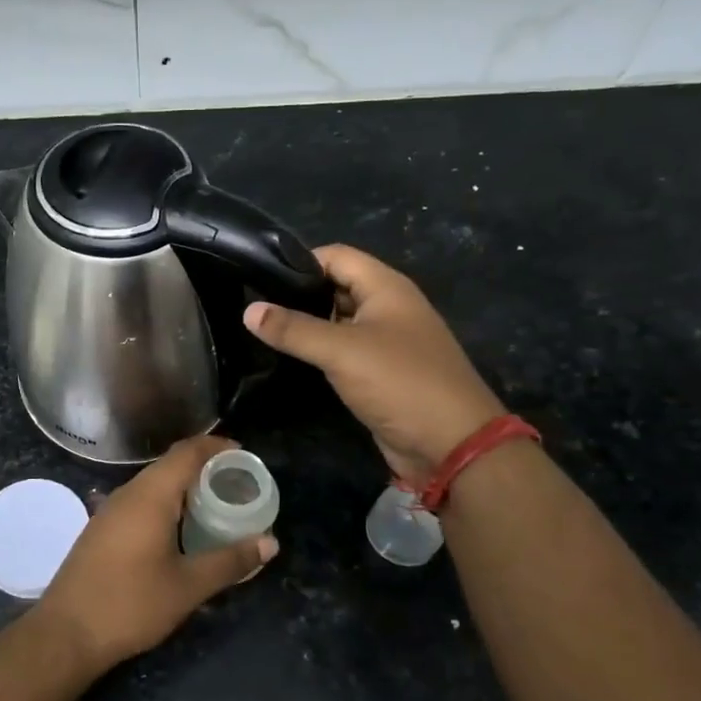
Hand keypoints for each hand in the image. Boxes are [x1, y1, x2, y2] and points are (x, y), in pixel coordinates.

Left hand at [36, 436, 277, 670]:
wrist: (66, 633)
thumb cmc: (131, 604)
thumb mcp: (188, 586)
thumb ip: (230, 561)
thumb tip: (270, 543)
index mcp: (150, 496)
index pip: (187, 452)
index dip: (217, 446)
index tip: (244, 455)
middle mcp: (128, 494)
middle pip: (170, 465)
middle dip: (205, 468)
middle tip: (238, 485)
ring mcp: (109, 511)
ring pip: (153, 485)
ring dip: (184, 489)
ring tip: (216, 506)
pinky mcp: (101, 530)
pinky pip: (140, 503)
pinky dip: (166, 505)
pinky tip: (180, 531)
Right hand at [244, 243, 504, 484]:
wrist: (451, 444)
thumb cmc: (400, 382)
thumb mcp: (342, 351)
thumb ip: (294, 329)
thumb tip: (249, 310)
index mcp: (387, 287)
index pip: (336, 255)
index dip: (299, 261)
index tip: (258, 277)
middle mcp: (388, 307)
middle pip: (337, 286)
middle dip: (298, 294)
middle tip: (253, 307)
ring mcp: (386, 342)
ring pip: (339, 321)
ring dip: (307, 325)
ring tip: (262, 331)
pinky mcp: (381, 373)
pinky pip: (344, 352)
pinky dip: (320, 352)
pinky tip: (290, 359)